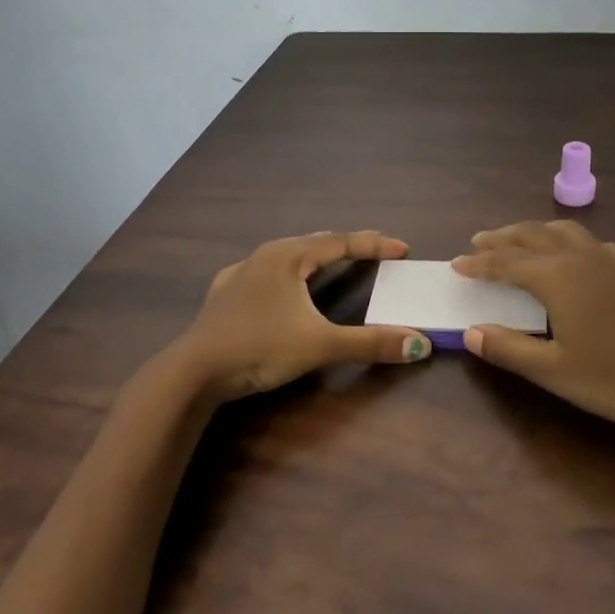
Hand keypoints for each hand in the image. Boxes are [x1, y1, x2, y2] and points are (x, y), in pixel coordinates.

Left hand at [172, 231, 431, 400]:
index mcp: (289, 257)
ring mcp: (240, 273)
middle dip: (346, 246)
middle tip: (374, 251)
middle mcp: (264, 256)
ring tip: (333, 261)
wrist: (194, 371)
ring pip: (286, 256)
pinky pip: (264, 273)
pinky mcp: (223, 294)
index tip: (402, 249)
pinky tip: (279, 285)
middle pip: (314, 243)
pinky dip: (285, 274)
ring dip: (314, 257)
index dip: (374, 245)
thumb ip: (370, 343)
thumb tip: (420, 345)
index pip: (341, 242)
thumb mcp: (321, 345)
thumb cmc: (260, 348)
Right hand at [451, 220, 614, 428]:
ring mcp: (609, 262)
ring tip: (517, 240)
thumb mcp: (555, 371)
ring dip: (533, 232)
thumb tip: (470, 332)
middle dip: (502, 238)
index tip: (456, 264)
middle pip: (532, 237)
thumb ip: (509, 349)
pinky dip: (567, 240)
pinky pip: (588, 242)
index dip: (479, 263)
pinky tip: (572, 255)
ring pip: (562, 232)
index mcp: (557, 278)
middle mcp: (580, 259)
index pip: (506, 263)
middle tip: (478, 242)